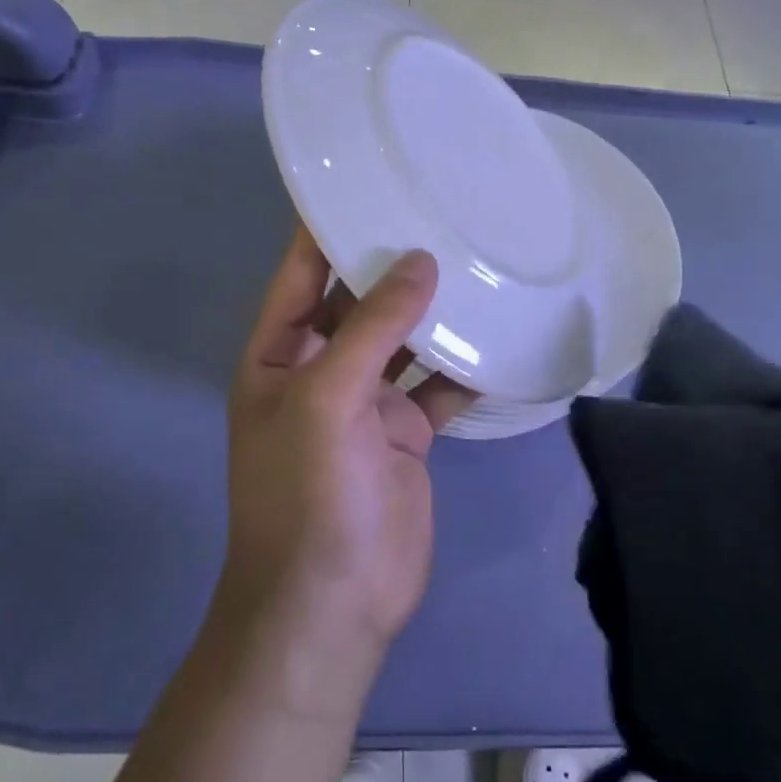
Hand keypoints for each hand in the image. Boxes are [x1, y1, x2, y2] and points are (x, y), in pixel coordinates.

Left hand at [217, 227, 472, 708]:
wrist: (333, 604)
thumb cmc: (310, 494)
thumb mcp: (328, 399)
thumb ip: (372, 328)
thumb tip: (419, 261)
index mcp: (281, 353)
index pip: (300, 272)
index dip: (325, 227)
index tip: (364, 177)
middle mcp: (321, 367)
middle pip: (358, 299)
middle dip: (392, 261)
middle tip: (440, 206)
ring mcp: (367, 401)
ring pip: (403, 338)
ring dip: (434, 307)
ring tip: (477, 255)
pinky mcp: (406, 432)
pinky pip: (437, 384)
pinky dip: (463, 363)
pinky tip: (499, 331)